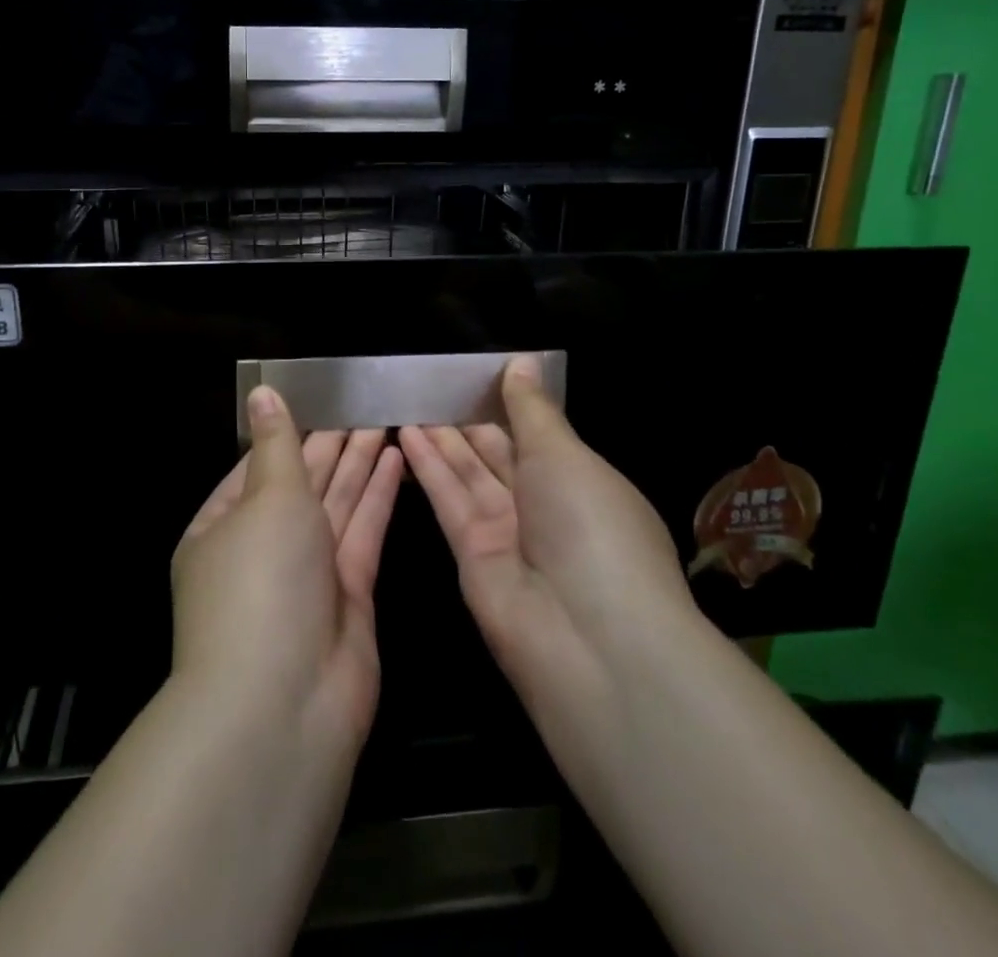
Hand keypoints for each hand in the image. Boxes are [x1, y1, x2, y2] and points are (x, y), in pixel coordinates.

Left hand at [172, 387, 404, 749]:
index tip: (320, 396)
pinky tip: (395, 458)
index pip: (258, 464)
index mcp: (222, 525)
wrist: (283, 706)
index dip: (290, 431)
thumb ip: (277, 445)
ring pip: (336, 503)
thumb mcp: (266, 498)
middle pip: (301, 482)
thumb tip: (262, 393)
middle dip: (330, 442)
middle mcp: (263, 548)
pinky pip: (363, 531)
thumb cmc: (260, 581)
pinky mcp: (350, 595)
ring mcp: (307, 574)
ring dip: (358, 461)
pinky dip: (378, 495)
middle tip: (363, 399)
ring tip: (384, 418)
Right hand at [398, 356, 699, 726]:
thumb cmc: (592, 525)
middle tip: (429, 385)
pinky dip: (429, 467)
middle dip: (467, 422)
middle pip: (498, 455)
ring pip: (468, 474)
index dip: (507, 405)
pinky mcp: (471, 556)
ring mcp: (507, 533)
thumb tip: (522, 360)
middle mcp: (545, 507)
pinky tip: (405, 434)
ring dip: (440, 439)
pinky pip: (450, 500)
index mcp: (581, 481)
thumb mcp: (566, 454)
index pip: (538, 435)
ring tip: (407, 402)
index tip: (474, 375)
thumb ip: (532, 409)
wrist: (589, 638)